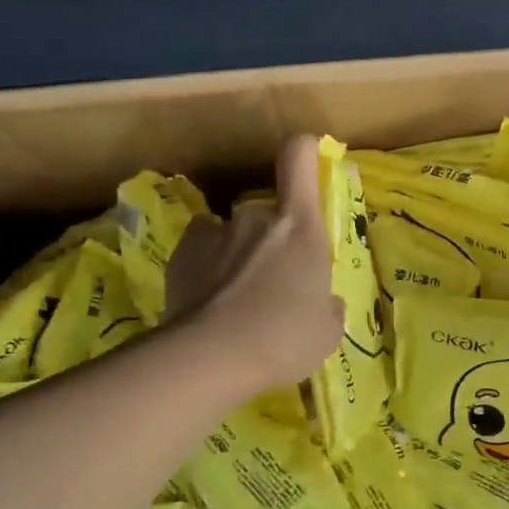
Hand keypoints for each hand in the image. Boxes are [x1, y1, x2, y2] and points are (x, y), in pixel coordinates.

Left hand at [165, 136, 343, 393]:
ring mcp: (215, 232)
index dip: (303, 151)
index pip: (298, 160)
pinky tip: (207, 303)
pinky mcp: (180, 254)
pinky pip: (201, 252)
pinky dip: (205, 269)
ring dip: (236, 255)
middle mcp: (256, 218)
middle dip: (270, 239)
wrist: (212, 358)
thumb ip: (327, 307)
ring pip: (231, 234)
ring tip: (235, 299)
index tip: (307, 154)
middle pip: (267, 212)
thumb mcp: (326, 331)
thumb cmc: (285, 339)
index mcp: (300, 228)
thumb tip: (325, 303)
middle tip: (271, 283)